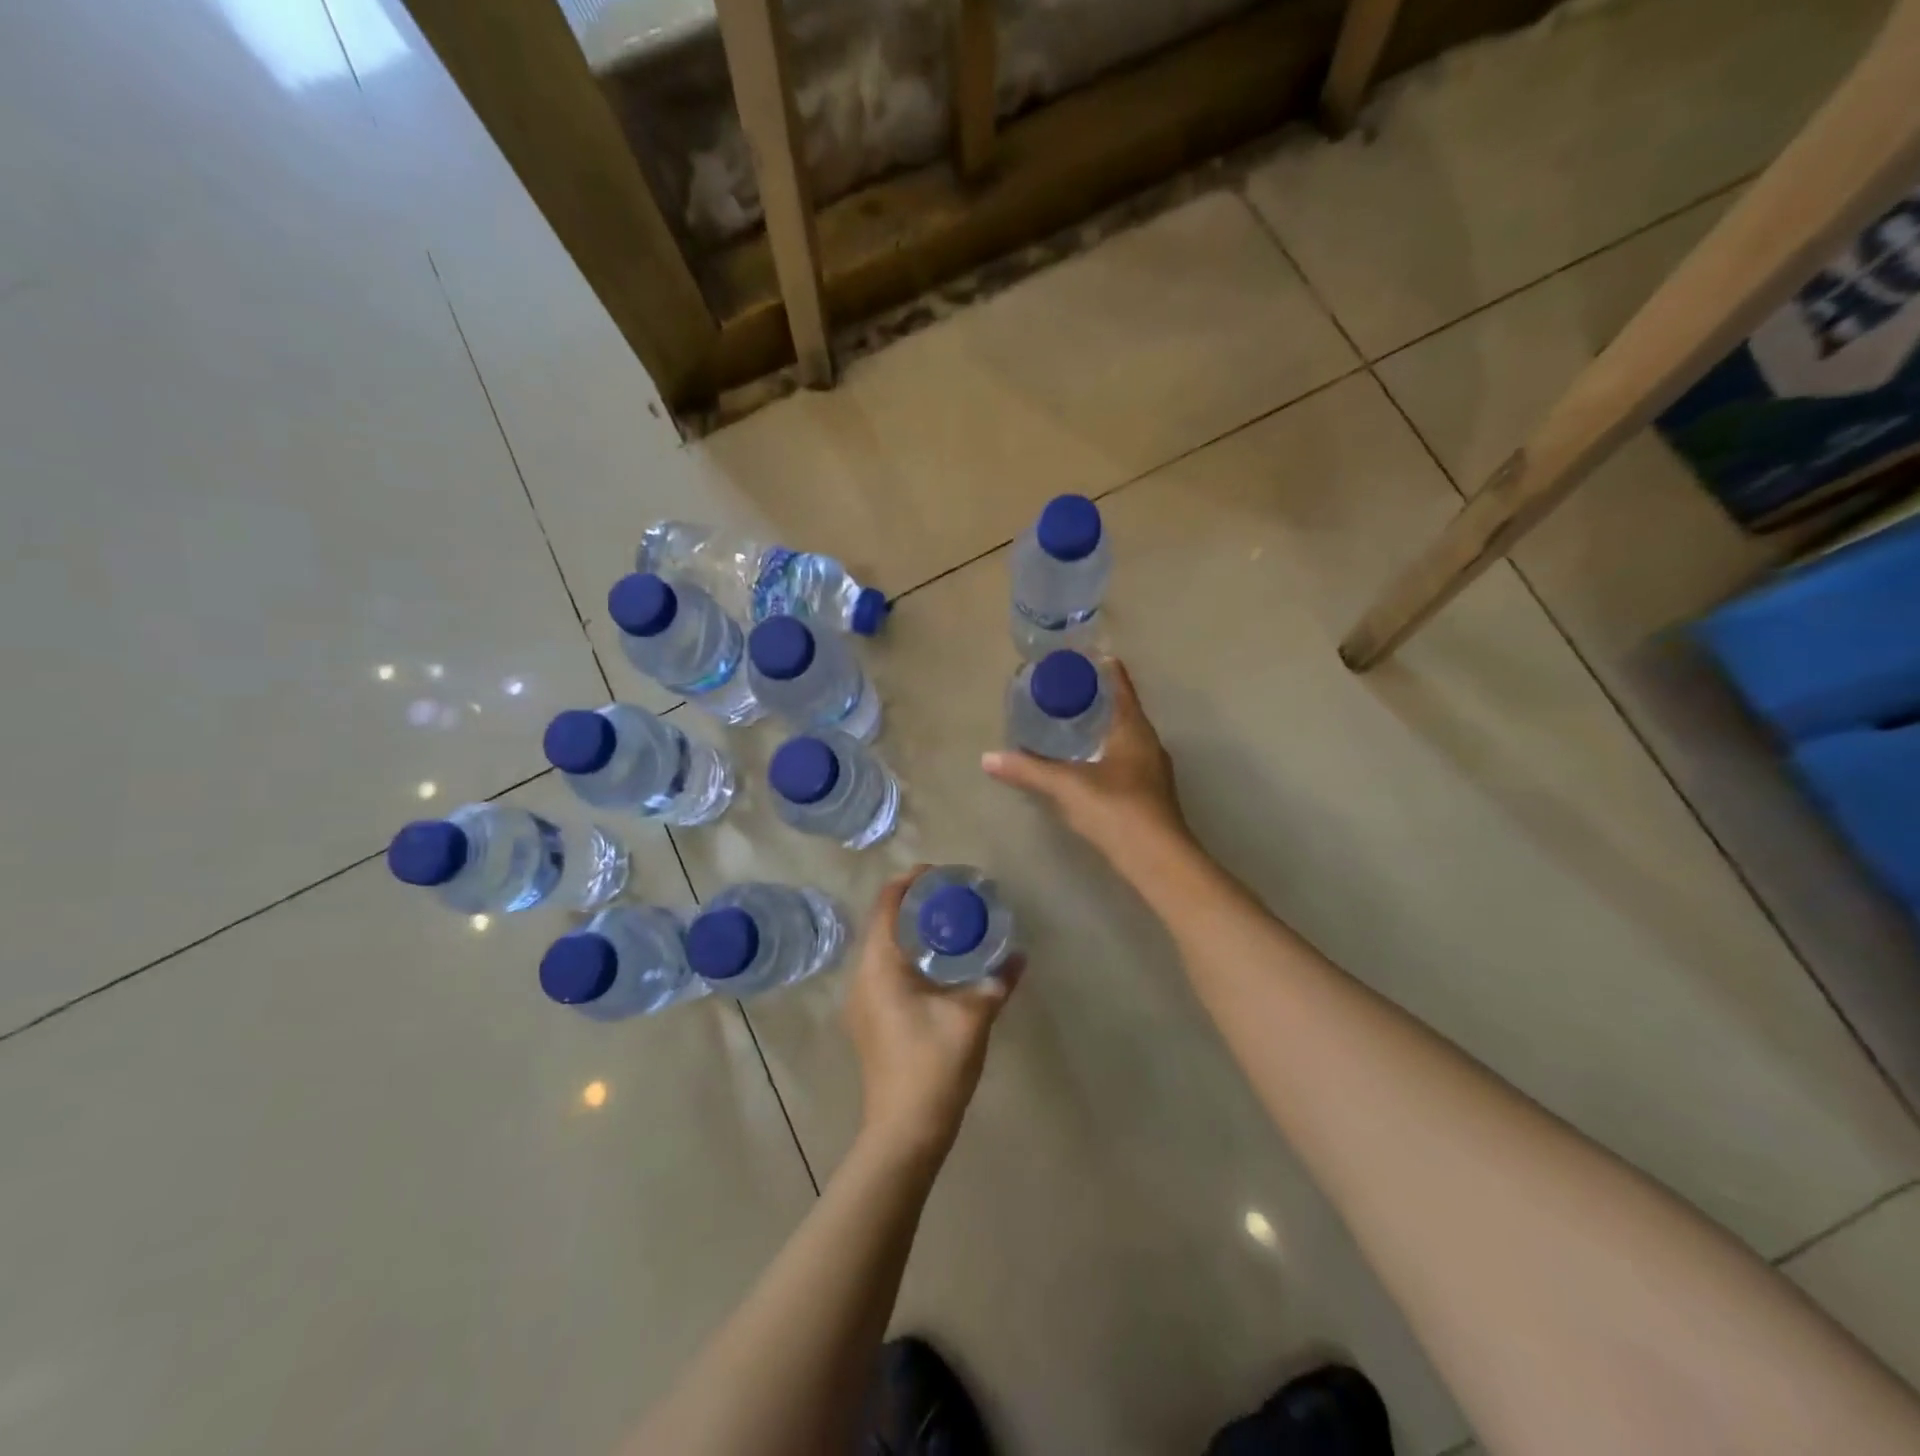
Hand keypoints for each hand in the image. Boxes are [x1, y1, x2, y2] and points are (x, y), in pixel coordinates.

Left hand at [842, 871, 1021, 1161]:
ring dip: (910, 930)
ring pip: (883, 947)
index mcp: (879, 965)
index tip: (941, 873)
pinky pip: (884, 969)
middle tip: (952, 897)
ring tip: (948, 924)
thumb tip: (1020, 956)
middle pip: (882, 922)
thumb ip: (996, 982)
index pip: (886, 903)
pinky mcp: (868, 1018)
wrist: (904, 1131)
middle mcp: (861, 975)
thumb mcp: (972, 1018)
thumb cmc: (933, 1066)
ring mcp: (861, 1000)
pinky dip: (907, 955)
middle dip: (914, 904)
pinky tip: (937, 965)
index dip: (910, 881)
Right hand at [982, 659, 1188, 865]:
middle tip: (1065, 692)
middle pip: (1123, 711)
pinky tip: (1086, 768)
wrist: (1158, 862)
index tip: (1083, 658)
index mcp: (1133, 729)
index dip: (1104, 669)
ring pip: (1125, 739)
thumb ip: (1028, 770)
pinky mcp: (1149, 796)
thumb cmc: (1116, 810)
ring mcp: (1152, 772)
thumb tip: (988, 758)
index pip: (1120, 687)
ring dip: (1102, 730)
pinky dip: (1105, 755)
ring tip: (1070, 727)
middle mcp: (1148, 745)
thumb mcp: (1066, 786)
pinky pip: (1124, 762)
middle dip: (1098, 700)